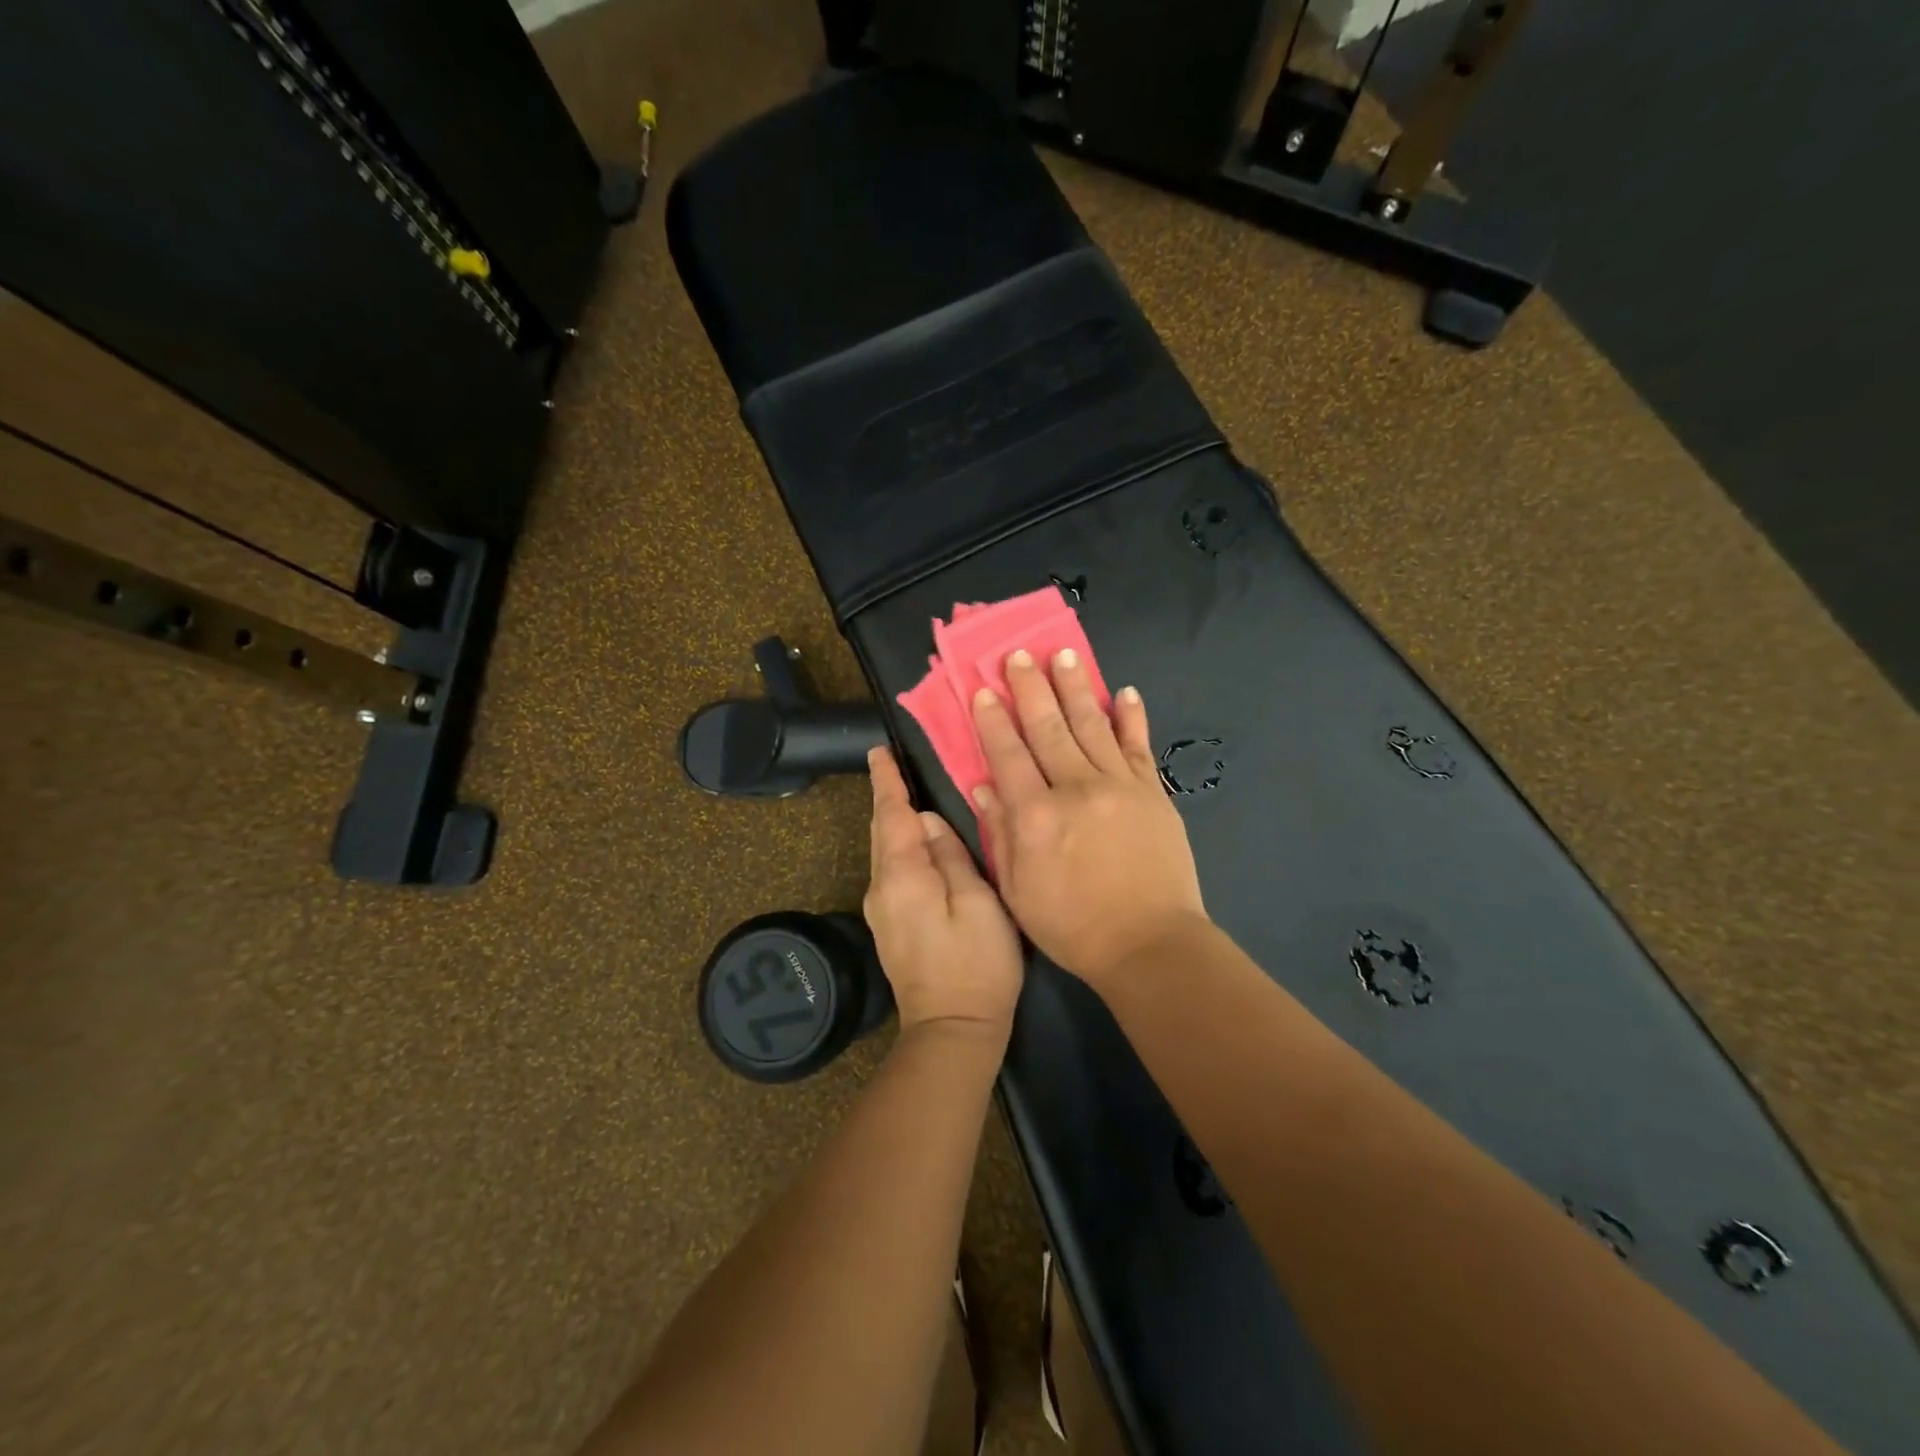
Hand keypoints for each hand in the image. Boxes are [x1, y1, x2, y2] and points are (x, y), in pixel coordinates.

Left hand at [864, 746, 1024, 1039]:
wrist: (952, 1031)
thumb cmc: (976, 965)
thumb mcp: (978, 903)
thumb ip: (952, 856)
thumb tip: (930, 821)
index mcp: (902, 876)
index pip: (890, 815)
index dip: (886, 782)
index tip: (878, 751)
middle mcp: (881, 888)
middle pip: (880, 831)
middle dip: (885, 797)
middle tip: (891, 764)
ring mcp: (881, 911)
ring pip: (883, 851)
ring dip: (891, 821)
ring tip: (905, 794)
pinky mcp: (889, 926)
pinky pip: (890, 871)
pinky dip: (898, 846)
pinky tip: (914, 842)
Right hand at [970, 650, 1207, 990]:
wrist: (1149, 944)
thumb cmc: (1074, 926)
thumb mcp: (1018, 891)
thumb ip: (1000, 834)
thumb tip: (982, 786)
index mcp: (1036, 816)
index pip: (1008, 755)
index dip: (993, 720)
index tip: (983, 690)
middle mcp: (1075, 789)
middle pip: (1048, 728)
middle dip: (1030, 688)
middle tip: (1018, 654)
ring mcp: (1119, 786)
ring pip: (1092, 726)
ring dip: (1076, 688)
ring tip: (1064, 656)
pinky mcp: (1152, 793)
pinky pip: (1138, 746)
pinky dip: (1131, 717)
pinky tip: (1124, 692)